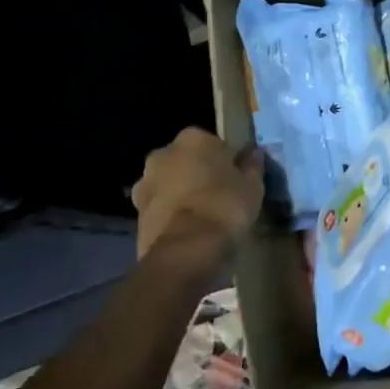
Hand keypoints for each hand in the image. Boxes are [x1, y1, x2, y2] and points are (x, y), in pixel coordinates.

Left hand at [130, 128, 264, 259]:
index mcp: (193, 139)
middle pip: (185, 161)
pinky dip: (170, 215)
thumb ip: (252, 166)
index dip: (224, 160)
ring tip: (201, 217)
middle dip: (197, 173)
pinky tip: (187, 231)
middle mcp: (163, 153)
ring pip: (168, 184)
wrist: (186, 249)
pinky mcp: (136, 213)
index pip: (212, 142)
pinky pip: (159, 208)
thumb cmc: (225, 206)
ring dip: (180, 194)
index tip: (234, 177)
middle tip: (217, 194)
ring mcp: (145, 183)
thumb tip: (254, 153)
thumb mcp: (252, 186)